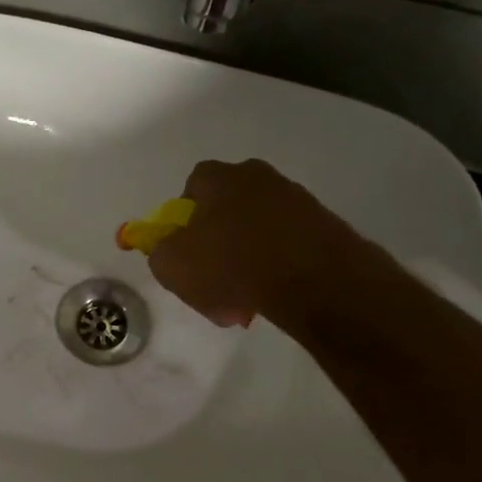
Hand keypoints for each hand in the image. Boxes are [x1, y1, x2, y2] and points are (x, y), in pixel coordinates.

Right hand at [148, 158, 359, 328]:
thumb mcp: (173, 266)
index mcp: (220, 178)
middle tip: (210, 285)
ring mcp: (295, 200)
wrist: (315, 280)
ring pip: (254, 234)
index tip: (183, 251)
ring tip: (241, 303)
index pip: (192, 187)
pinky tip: (269, 300)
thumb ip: (160, 252)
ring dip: (243, 265)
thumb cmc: (233, 265)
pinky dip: (273, 270)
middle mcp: (259, 178)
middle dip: (214, 248)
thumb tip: (168, 249)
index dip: (182, 220)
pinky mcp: (321, 226)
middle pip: (224, 212)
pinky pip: (284, 247)